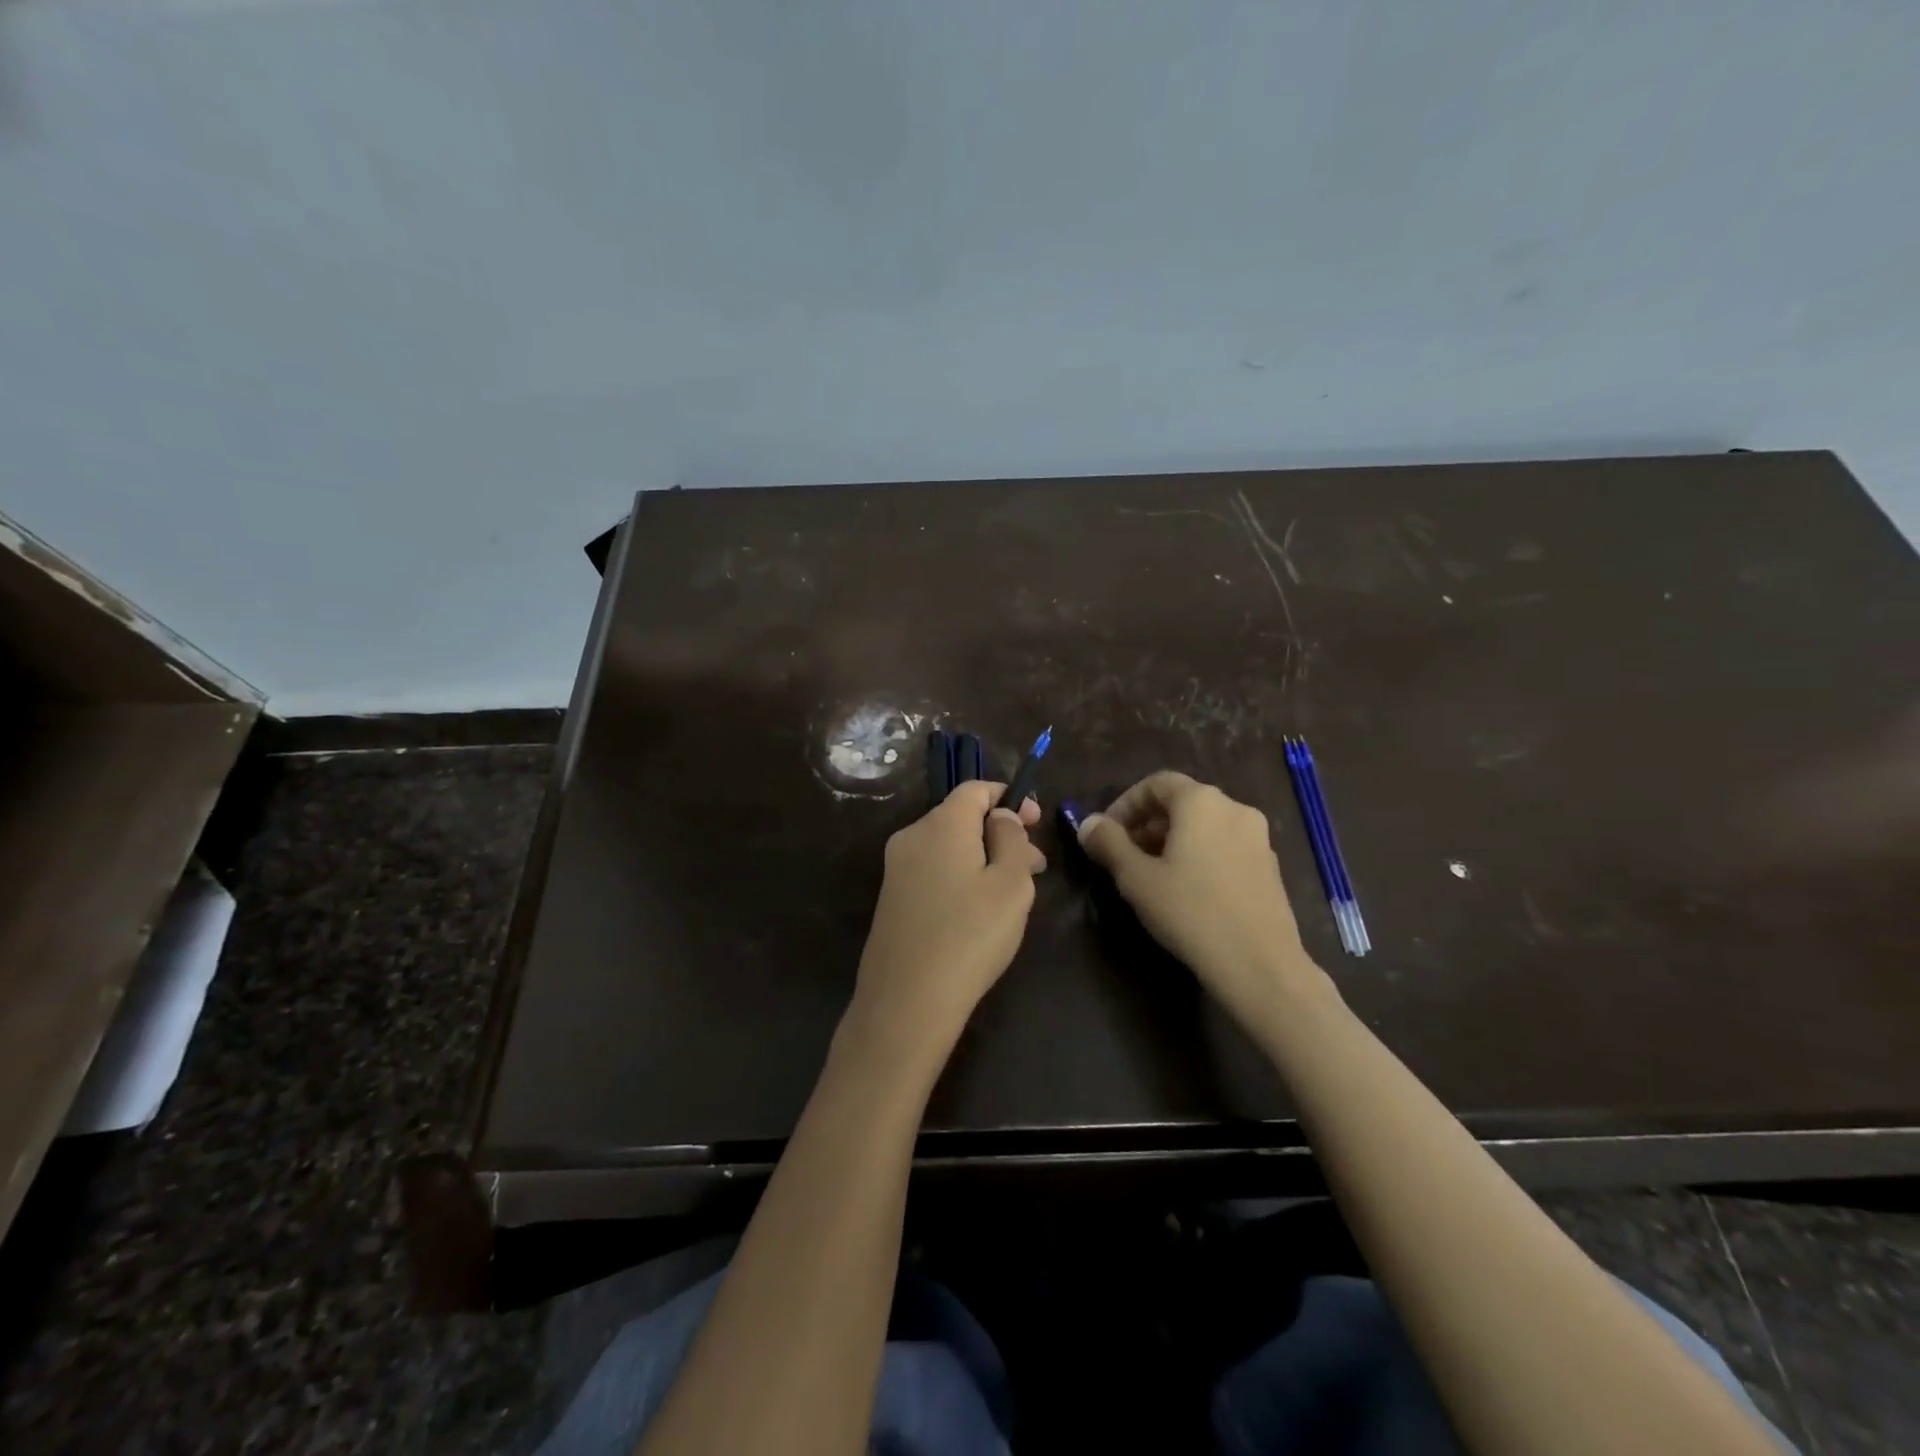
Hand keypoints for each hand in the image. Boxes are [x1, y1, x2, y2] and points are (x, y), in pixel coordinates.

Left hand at [843, 781, 1045, 1070]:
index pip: (975, 789)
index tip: (1037, 822)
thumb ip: (1011, 839)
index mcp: (941, 824)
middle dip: (1001, 832)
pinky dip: (961, 875)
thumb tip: (1002, 816)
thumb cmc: (970, 935)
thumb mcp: (1011, 884)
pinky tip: (980, 910)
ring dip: (984, 856)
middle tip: (1036, 864)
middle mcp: (912, 836)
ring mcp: (896, 868)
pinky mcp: (892, 898)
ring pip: (949, 846)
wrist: (906, 1001)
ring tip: (1015, 890)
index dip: (1009, 797)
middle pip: (962, 817)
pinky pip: (933, 870)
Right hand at [1077, 771, 1329, 1025]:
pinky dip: (1200, 854)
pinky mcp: (1269, 867)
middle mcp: (1234, 808)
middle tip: (1125, 855)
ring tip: (1152, 874)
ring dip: (1173, 840)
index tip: (1106, 833)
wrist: (1260, 965)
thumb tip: (1088, 823)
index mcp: (1202, 802)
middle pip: (1182, 802)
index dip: (1126, 804)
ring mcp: (1258, 838)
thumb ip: (1109, 844)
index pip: (1156, 784)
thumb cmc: (1191, 912)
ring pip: (1205, 825)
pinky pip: (1225, 846)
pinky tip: (1187, 890)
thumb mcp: (1136, 878)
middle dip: (1148, 823)